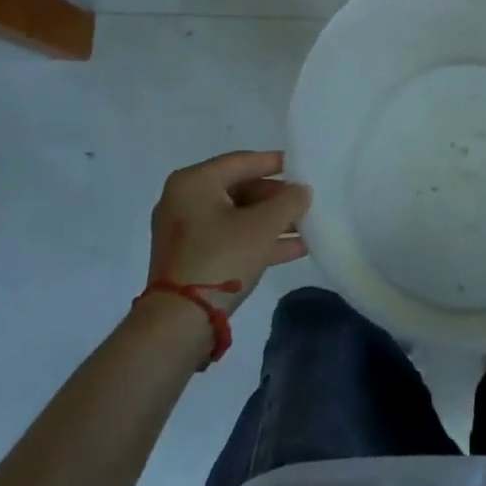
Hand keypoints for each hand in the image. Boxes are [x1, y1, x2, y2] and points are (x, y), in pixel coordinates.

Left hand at [146, 151, 309, 312]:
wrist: (178, 324)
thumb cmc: (220, 258)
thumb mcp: (263, 226)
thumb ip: (289, 201)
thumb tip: (302, 191)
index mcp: (194, 182)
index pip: (242, 161)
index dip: (275, 163)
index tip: (302, 166)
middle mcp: (184, 200)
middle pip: (240, 189)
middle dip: (276, 198)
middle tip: (305, 202)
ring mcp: (185, 232)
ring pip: (237, 217)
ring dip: (271, 222)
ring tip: (306, 226)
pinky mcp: (190, 259)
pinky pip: (230, 239)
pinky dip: (257, 241)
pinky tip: (294, 249)